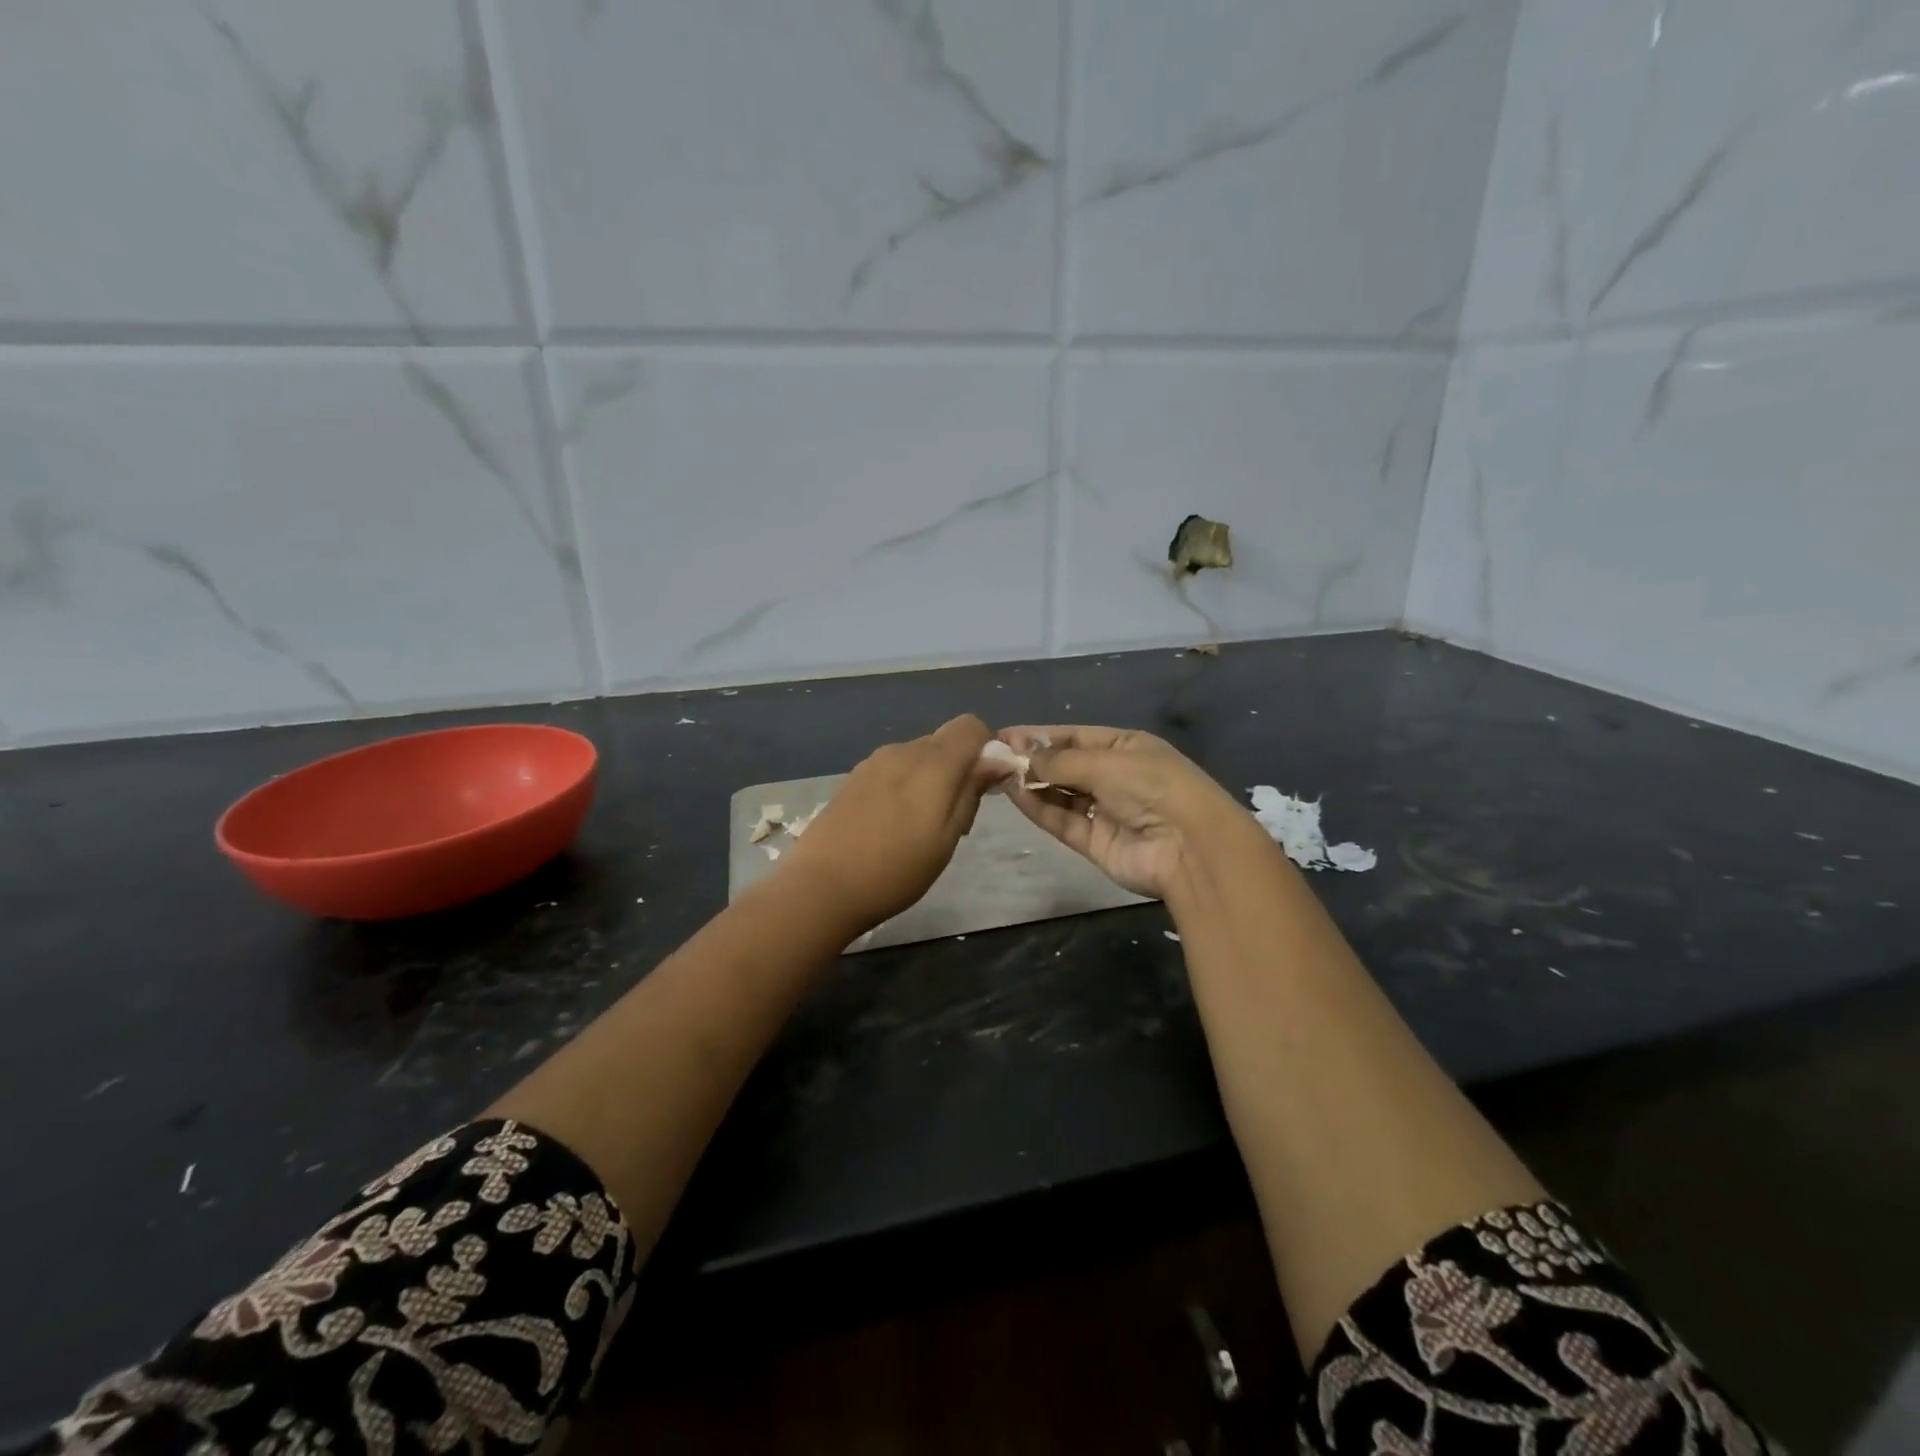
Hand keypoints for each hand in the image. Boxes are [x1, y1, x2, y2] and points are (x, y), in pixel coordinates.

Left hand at [780, 714, 994, 931]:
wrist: (822, 887)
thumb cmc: (896, 870)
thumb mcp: (947, 838)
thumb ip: (971, 792)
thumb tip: (996, 760)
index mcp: (932, 762)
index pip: (971, 726)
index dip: (986, 748)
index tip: (986, 785)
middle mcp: (902, 750)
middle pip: (943, 742)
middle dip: (958, 769)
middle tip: (954, 819)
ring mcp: (873, 762)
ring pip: (917, 757)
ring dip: (929, 780)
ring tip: (920, 828)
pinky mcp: (852, 778)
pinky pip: (892, 770)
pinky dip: (904, 786)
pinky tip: (891, 826)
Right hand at [998, 725, 1252, 899]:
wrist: (1190, 847)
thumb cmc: (1152, 786)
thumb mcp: (1105, 763)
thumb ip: (1059, 761)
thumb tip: (1021, 754)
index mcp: (1126, 748)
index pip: (1075, 737)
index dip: (1040, 735)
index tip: (1004, 736)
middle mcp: (1115, 777)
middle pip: (1065, 766)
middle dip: (1032, 760)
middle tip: (994, 757)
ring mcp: (1105, 811)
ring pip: (1060, 794)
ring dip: (1032, 784)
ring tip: (997, 774)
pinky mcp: (1095, 842)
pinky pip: (1062, 820)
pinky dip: (1039, 808)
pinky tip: (1015, 794)